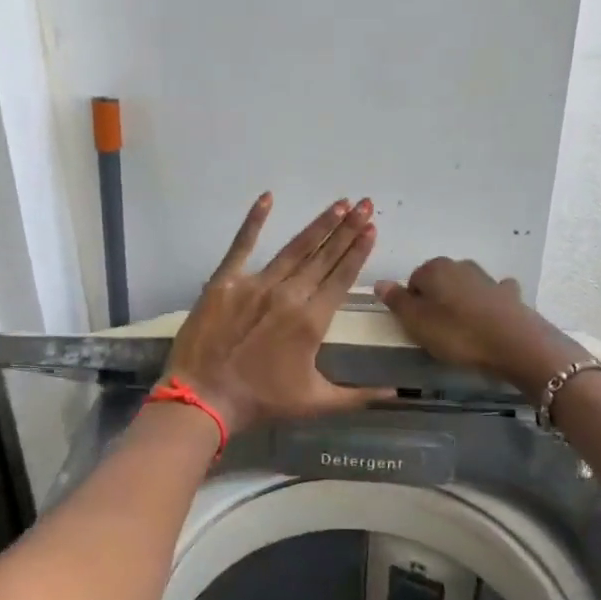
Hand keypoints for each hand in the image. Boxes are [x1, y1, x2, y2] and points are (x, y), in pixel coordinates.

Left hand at [163, 194, 391, 434]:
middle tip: (365, 203)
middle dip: (348, 229)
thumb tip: (396, 393)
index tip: (372, 229)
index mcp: (312, 321)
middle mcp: (288, 295)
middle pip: (324, 256)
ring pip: (294, 248)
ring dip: (319, 225)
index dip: (359, 251)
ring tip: (339, 204)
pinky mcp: (225, 282)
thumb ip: (359, 395)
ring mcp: (255, 284)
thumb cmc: (262, 402)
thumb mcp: (316, 402)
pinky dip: (254, 221)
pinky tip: (267, 197)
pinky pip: (241, 245)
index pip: (342, 277)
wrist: (204, 399)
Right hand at [375, 257, 578, 398]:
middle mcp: (460, 265)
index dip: (412, 304)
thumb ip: (397, 301)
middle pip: (439, 282)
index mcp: (434, 269)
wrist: (514, 343)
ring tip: (462, 331)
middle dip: (436, 301)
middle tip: (437, 332)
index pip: (412, 281)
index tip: (417, 326)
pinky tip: (489, 320)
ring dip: (460, 302)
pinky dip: (487, 304)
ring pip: (464, 287)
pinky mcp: (509, 294)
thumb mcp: (417, 323)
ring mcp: (487, 278)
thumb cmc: (458, 334)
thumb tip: (380, 282)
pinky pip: (491, 295)